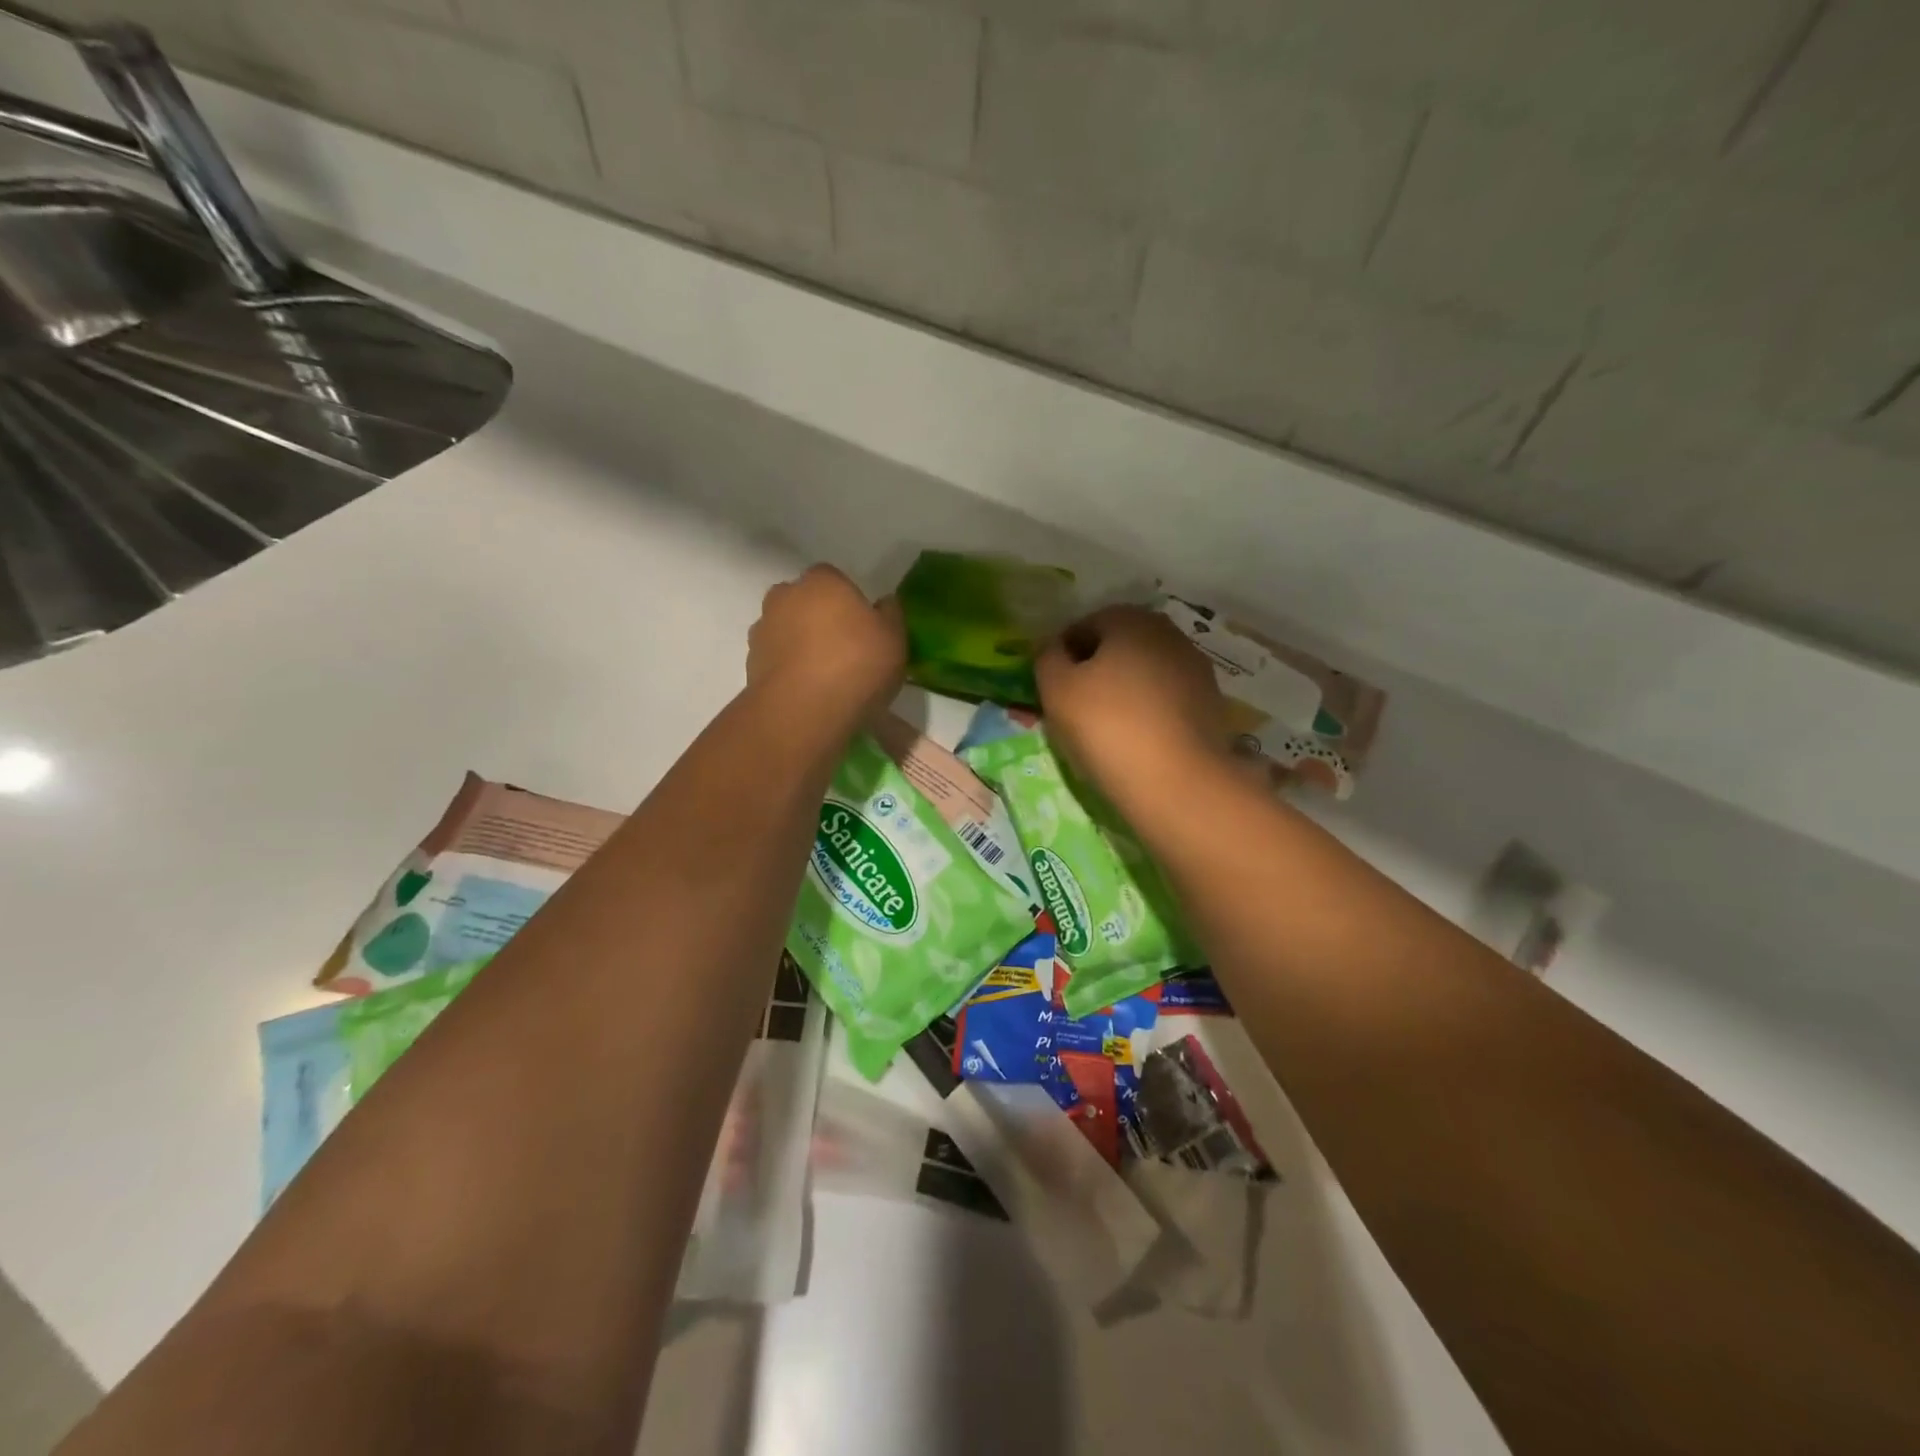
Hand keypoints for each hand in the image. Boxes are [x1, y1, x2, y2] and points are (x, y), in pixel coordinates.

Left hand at [747, 564, 904, 722]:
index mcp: (821, 581)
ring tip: (825, 678)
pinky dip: (789, 671)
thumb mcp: (895, 638)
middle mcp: (785, 597)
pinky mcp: (750, 665)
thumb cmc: (856, 664)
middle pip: (804, 602)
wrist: (803, 711)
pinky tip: (808, 694)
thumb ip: (890, 615)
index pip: (833, 578)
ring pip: (786, 631)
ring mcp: (763, 631)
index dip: (848, 599)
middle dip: (819, 619)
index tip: (862, 626)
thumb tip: (883, 604)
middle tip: (843, 649)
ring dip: (800, 646)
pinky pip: (777, 661)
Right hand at [1035, 605, 1229, 809]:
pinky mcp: (1210, 703)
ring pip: (1144, 672)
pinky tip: (1135, 740)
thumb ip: (1047, 659)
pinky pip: (1165, 699)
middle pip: (1118, 647)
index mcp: (1131, 620)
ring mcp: (1195, 669)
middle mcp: (1168, 634)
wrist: (1179, 782)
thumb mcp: (1057, 690)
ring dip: (1122, 691)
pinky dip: (1147, 711)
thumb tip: (1054, 650)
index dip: (1061, 654)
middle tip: (1073, 707)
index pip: (1084, 625)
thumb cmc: (1108, 727)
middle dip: (1095, 670)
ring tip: (1103, 728)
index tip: (1050, 687)